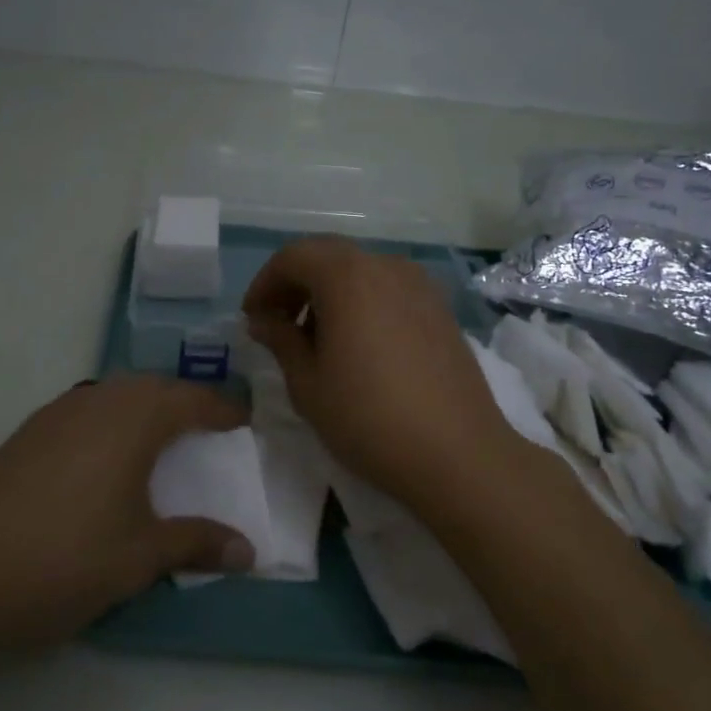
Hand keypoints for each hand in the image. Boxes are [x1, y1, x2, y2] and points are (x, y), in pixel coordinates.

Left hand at [0, 377, 253, 665]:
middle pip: (151, 387)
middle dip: (183, 401)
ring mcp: (55, 415)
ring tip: (160, 438)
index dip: (222, 409)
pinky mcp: (25, 435)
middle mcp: (96, 402)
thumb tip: (249, 550)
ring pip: (113, 394)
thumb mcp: (140, 556)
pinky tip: (103, 456)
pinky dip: (109, 420)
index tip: (244, 420)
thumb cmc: (66, 558)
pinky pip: (84, 410)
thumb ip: (197, 543)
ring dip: (143, 407)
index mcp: (133, 419)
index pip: (191, 400)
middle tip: (206, 426)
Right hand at [244, 237, 521, 509]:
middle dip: (296, 284)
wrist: (458, 454)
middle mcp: (386, 267)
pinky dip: (362, 302)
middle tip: (278, 325)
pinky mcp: (440, 309)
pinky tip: (358, 345)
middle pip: (328, 257)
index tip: (253, 319)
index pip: (294, 256)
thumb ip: (281, 341)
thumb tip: (263, 321)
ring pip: (360, 272)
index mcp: (348, 277)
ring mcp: (420, 286)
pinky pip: (388, 289)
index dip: (265, 283)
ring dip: (329, 293)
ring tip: (316, 339)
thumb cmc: (369, 419)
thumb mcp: (308, 384)